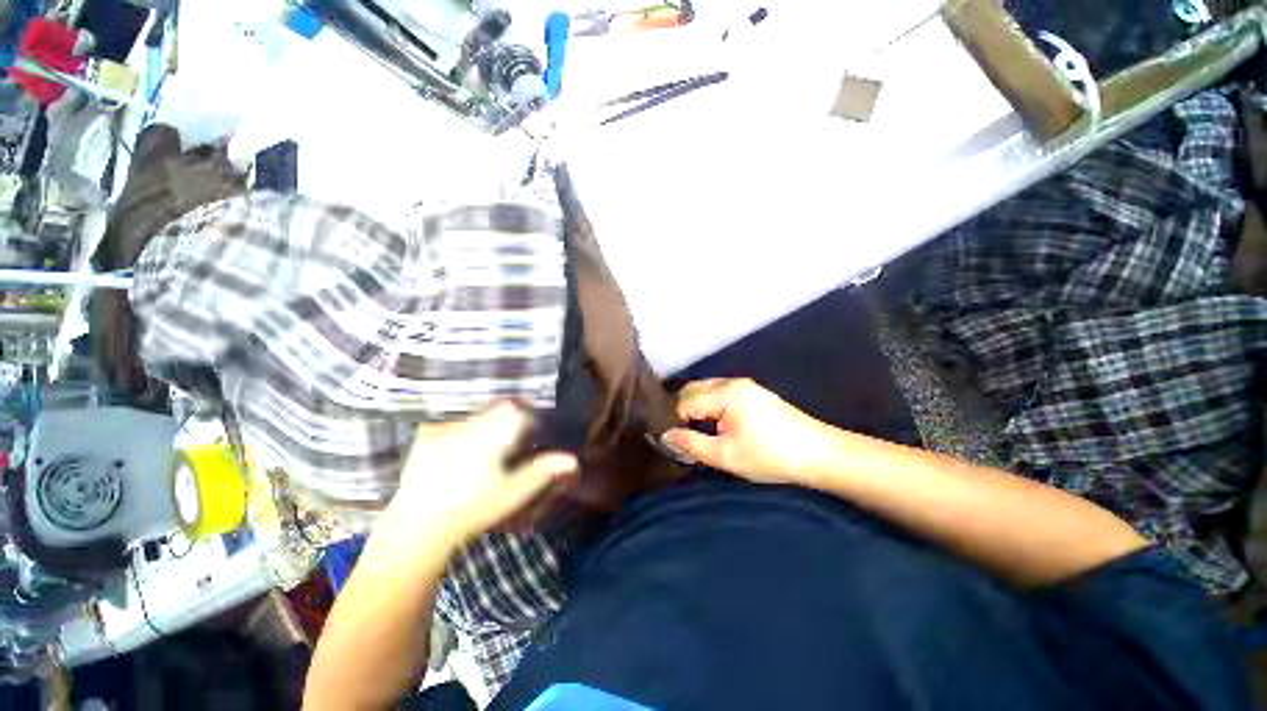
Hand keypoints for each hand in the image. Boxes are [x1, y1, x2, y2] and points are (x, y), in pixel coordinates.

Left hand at [389, 403, 578, 543]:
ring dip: (486, 424)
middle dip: (507, 420)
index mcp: (490, 435)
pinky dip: (463, 431)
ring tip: (484, 450)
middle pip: (496, 408)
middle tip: (509, 443)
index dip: (527, 415)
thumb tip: (573, 459)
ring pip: (476, 414)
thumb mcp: (513, 492)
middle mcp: (468, 425)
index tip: (531, 431)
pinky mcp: (426, 435)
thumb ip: (542, 471)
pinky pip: (453, 422)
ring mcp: (444, 428)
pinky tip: (460, 453)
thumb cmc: (473, 510)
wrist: (417, 528)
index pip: (516, 409)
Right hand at [662, 379, 835, 485]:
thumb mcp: (726, 455)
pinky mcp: (755, 394)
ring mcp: (745, 386)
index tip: (674, 442)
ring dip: (696, 408)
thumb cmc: (770, 456)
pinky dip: (710, 407)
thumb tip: (665, 435)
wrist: (821, 455)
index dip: (675, 421)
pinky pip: (720, 394)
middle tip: (682, 437)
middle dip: (683, 411)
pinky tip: (715, 425)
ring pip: (707, 390)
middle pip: (693, 390)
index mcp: (725, 393)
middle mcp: (732, 382)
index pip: (684, 401)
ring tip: (695, 432)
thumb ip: (691, 444)